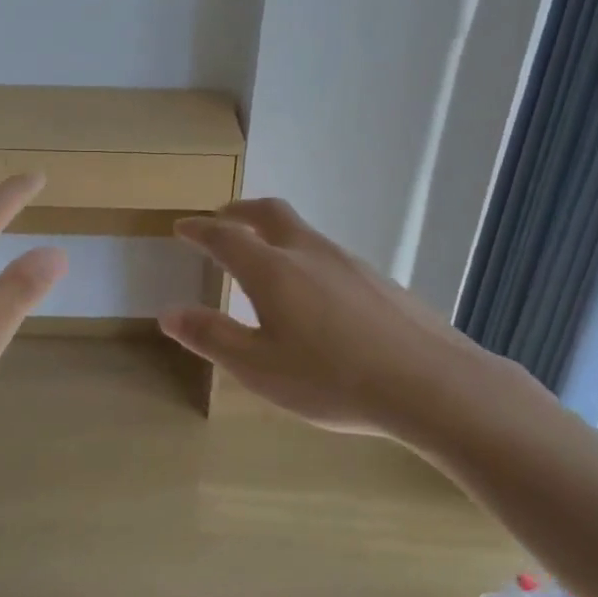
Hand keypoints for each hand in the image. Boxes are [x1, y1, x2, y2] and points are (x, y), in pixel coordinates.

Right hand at [160, 198, 504, 435]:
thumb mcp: (258, 368)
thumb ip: (211, 336)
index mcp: (274, 271)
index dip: (200, 229)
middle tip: (222, 218)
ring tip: (264, 257)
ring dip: (275, 233)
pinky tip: (314, 295)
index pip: (226, 237)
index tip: (182, 226)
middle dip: (240, 212)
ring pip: (304, 233)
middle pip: (270, 214)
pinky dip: (305, 258)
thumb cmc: (331, 379)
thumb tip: (167, 313)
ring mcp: (351, 264)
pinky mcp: (379, 281)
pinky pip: (330, 257)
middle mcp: (311, 254)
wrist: (429, 385)